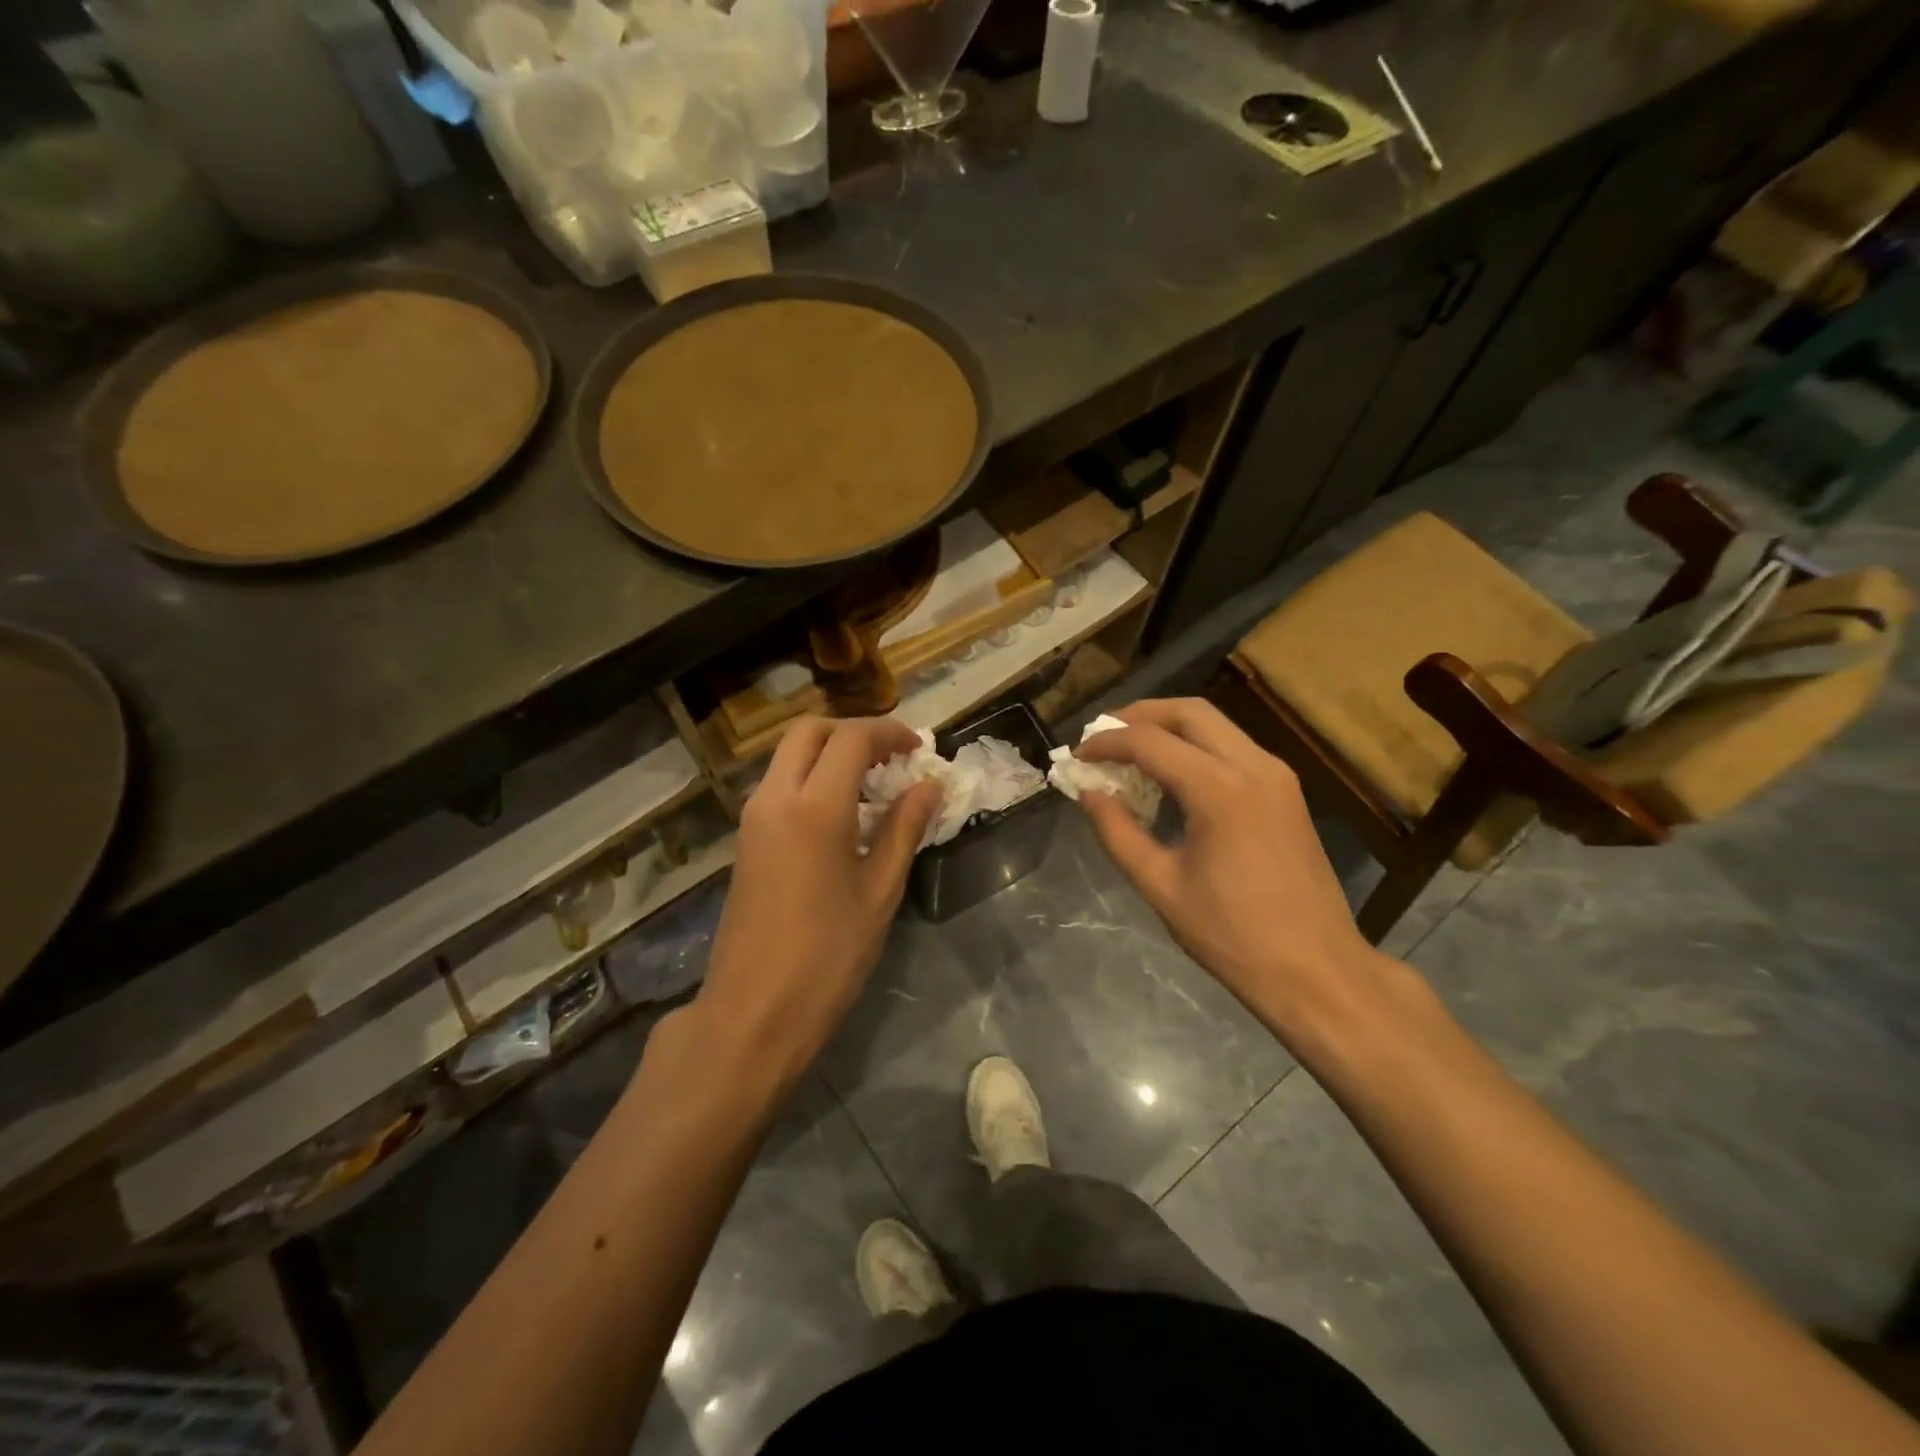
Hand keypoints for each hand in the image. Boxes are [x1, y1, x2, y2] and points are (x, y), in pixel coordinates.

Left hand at [689, 716, 939, 1098]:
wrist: (753, 1012)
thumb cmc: (827, 957)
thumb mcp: (879, 891)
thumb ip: (904, 828)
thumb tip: (929, 786)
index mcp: (814, 807)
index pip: (851, 739)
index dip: (888, 733)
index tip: (917, 748)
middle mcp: (775, 798)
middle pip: (809, 731)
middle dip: (852, 731)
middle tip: (891, 757)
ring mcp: (753, 817)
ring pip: (788, 755)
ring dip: (829, 753)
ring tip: (873, 783)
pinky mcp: (746, 839)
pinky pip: (779, 783)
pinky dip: (811, 776)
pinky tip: (842, 811)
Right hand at [1074, 698, 1386, 1042]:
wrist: (1317, 971)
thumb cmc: (1232, 936)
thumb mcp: (1160, 886)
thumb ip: (1118, 832)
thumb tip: (1089, 794)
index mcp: (1220, 791)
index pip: (1150, 742)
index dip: (1107, 743)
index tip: (1078, 756)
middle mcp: (1254, 767)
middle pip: (1189, 712)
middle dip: (1140, 715)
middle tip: (1103, 735)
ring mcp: (1277, 776)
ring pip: (1216, 724)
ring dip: (1169, 727)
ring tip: (1131, 751)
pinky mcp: (1287, 791)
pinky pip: (1234, 747)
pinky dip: (1196, 746)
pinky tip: (1173, 775)